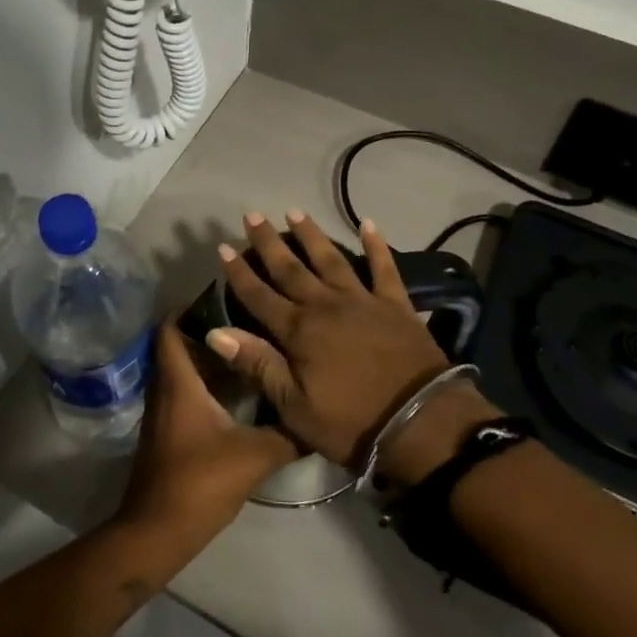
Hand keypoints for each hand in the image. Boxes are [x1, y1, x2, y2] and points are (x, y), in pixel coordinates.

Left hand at [115, 320, 300, 544]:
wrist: (158, 532)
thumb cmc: (200, 482)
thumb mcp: (254, 456)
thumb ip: (287, 434)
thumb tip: (317, 415)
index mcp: (178, 382)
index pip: (171, 327)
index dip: (192, 307)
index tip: (227, 296)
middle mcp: (166, 388)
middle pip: (179, 344)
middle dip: (208, 328)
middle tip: (247, 318)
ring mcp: (164, 411)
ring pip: (183, 369)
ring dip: (209, 357)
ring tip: (250, 347)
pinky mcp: (169, 431)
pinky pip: (185, 391)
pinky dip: (206, 381)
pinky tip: (239, 390)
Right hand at [204, 212, 488, 478]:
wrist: (421, 423)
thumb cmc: (352, 423)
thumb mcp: (295, 406)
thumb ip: (258, 364)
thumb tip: (216, 332)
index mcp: (299, 331)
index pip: (259, 296)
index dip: (239, 272)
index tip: (223, 246)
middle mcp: (325, 305)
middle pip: (290, 268)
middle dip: (268, 242)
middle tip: (252, 215)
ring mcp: (362, 300)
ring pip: (330, 259)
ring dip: (312, 235)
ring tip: (295, 212)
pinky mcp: (395, 304)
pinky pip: (384, 267)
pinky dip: (376, 244)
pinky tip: (368, 224)